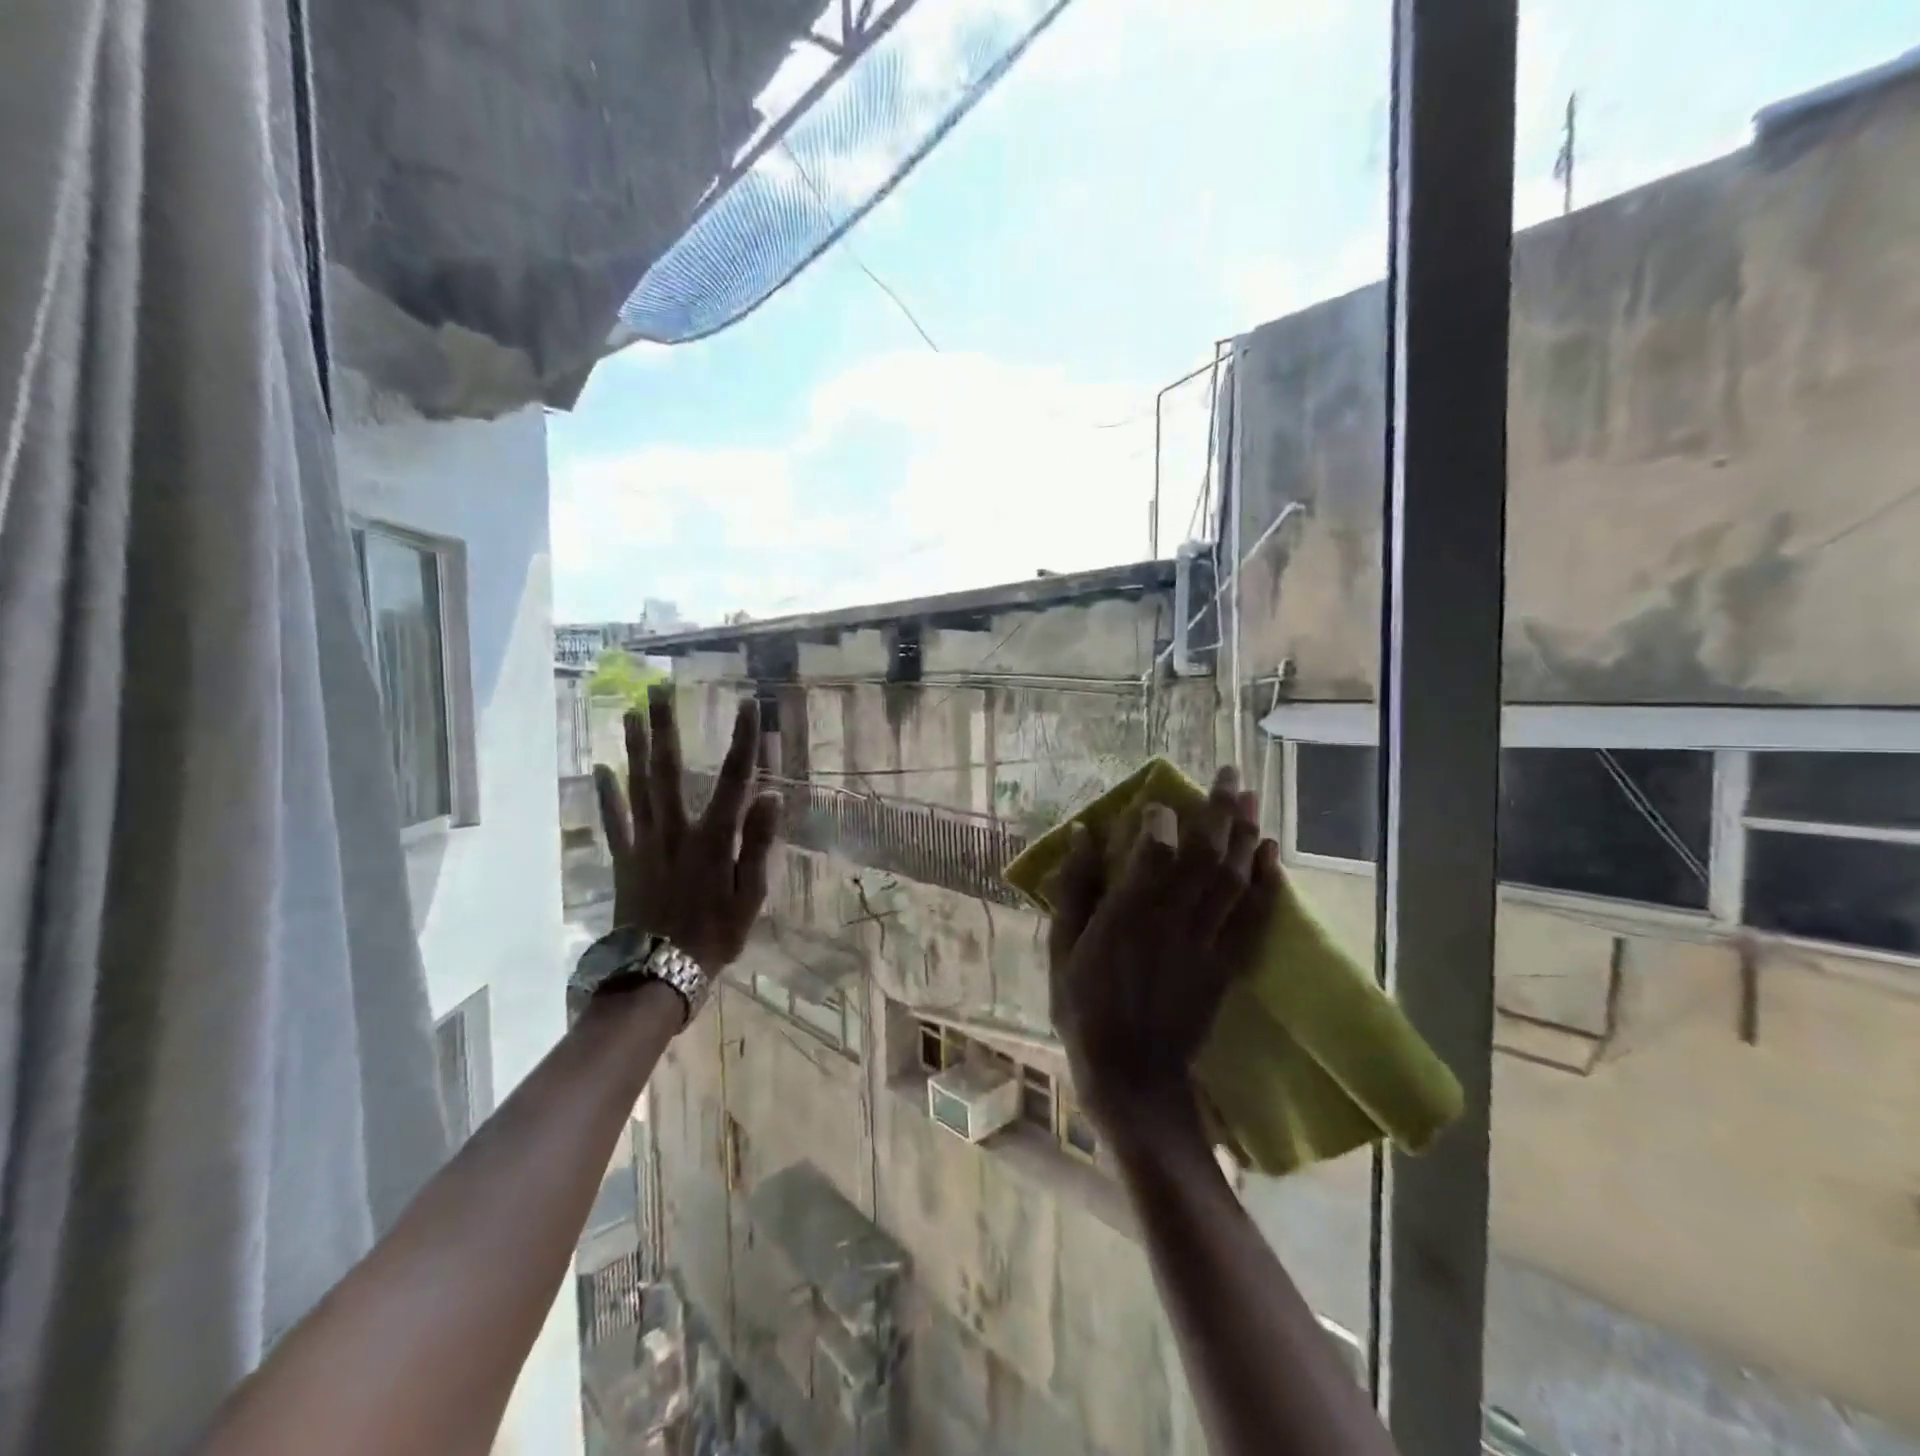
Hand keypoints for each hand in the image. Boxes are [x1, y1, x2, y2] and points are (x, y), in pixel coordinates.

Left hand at [593, 688, 781, 975]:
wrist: (657, 976)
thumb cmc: (714, 937)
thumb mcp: (750, 897)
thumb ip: (758, 845)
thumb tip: (772, 797)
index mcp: (713, 840)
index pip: (734, 780)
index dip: (743, 741)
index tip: (749, 705)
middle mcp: (676, 831)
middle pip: (670, 771)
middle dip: (666, 728)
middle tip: (657, 690)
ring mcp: (644, 843)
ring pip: (638, 787)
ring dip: (635, 748)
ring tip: (630, 713)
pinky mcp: (623, 860)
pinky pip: (613, 821)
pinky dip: (606, 794)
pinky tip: (601, 768)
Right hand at [1046, 766, 1279, 1134]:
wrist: (1133, 1076)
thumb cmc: (1085, 1009)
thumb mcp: (1062, 950)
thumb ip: (1074, 890)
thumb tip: (1081, 835)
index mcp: (1127, 914)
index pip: (1154, 850)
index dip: (1161, 818)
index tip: (1160, 801)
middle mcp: (1172, 919)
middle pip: (1205, 854)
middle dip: (1219, 809)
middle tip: (1230, 773)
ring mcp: (1206, 942)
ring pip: (1233, 877)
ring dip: (1246, 834)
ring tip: (1252, 798)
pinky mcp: (1226, 964)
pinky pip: (1253, 916)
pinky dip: (1265, 882)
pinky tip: (1270, 853)